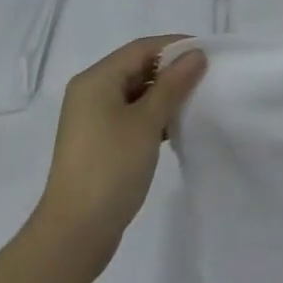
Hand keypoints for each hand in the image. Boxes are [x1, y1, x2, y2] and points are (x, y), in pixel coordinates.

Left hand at [32, 36, 205, 267]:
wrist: (74, 235)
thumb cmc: (110, 168)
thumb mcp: (147, 121)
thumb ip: (173, 84)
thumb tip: (196, 54)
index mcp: (96, 80)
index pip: (142, 48)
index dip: (175, 47)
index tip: (207, 55)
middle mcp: (91, 93)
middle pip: (138, 67)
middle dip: (171, 71)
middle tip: (206, 78)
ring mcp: (93, 120)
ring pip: (136, 92)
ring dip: (164, 95)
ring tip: (196, 102)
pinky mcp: (99, 142)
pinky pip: (131, 115)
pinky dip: (153, 115)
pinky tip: (175, 127)